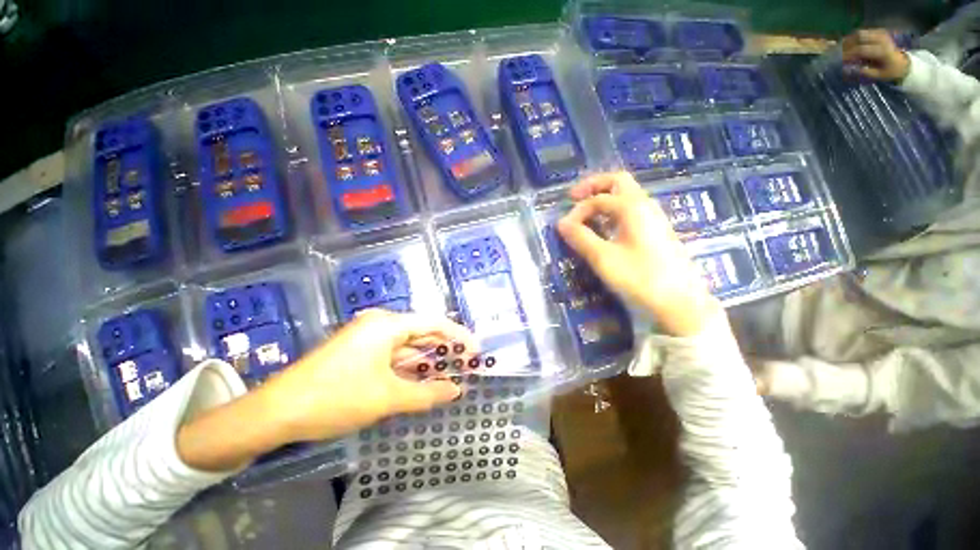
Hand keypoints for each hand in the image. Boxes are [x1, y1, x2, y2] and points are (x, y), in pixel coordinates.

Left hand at [265, 309, 475, 441]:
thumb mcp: (386, 398)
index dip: (458, 336)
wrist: (276, 412)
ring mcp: (368, 337)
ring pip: (408, 345)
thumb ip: (426, 394)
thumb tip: (456, 391)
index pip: (434, 323)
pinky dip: (409, 366)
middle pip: (422, 332)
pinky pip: (393, 354)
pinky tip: (422, 378)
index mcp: (387, 324)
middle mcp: (380, 324)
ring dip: (427, 359)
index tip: (476, 350)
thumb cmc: (336, 398)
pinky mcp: (359, 351)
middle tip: (466, 364)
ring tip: (450, 373)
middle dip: (445, 348)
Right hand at [556, 171, 720, 335]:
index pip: (597, 199)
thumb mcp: (604, 259)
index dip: (577, 211)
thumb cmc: (640, 278)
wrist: (681, 302)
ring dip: (604, 198)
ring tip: (586, 214)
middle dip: (593, 186)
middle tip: (574, 198)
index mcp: (632, 207)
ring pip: (626, 196)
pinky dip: (613, 211)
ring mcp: (653, 218)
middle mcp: (645, 205)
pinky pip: (631, 211)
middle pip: (618, 182)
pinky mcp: (656, 232)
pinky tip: (605, 229)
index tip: (563, 229)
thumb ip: (580, 238)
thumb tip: (561, 223)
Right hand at [841, 29, 910, 82]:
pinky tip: (853, 43)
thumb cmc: (890, 71)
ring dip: (851, 39)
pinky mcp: (879, 32)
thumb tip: (850, 68)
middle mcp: (881, 40)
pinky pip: (865, 32)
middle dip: (848, 43)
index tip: (840, 59)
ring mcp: (881, 34)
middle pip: (860, 36)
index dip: (849, 54)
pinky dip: (857, 36)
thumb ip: (865, 71)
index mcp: (881, 51)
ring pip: (861, 32)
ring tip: (844, 46)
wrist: (902, 62)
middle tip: (840, 51)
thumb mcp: (878, 75)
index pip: (860, 50)